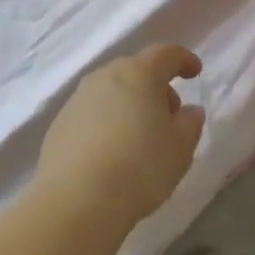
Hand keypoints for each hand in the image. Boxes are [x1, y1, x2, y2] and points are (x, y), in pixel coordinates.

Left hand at [37, 44, 205, 236]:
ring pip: (111, 91)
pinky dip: (106, 123)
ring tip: (139, 138)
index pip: (166, 54)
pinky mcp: (59, 124)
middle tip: (169, 116)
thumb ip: (190, 123)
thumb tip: (189, 111)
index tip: (194, 72)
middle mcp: (105, 76)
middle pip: (136, 71)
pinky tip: (111, 152)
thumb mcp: (180, 148)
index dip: (183, 59)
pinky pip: (92, 113)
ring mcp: (78, 99)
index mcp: (139, 74)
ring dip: (129, 105)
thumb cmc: (139, 167)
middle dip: (156, 87)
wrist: (75, 200)